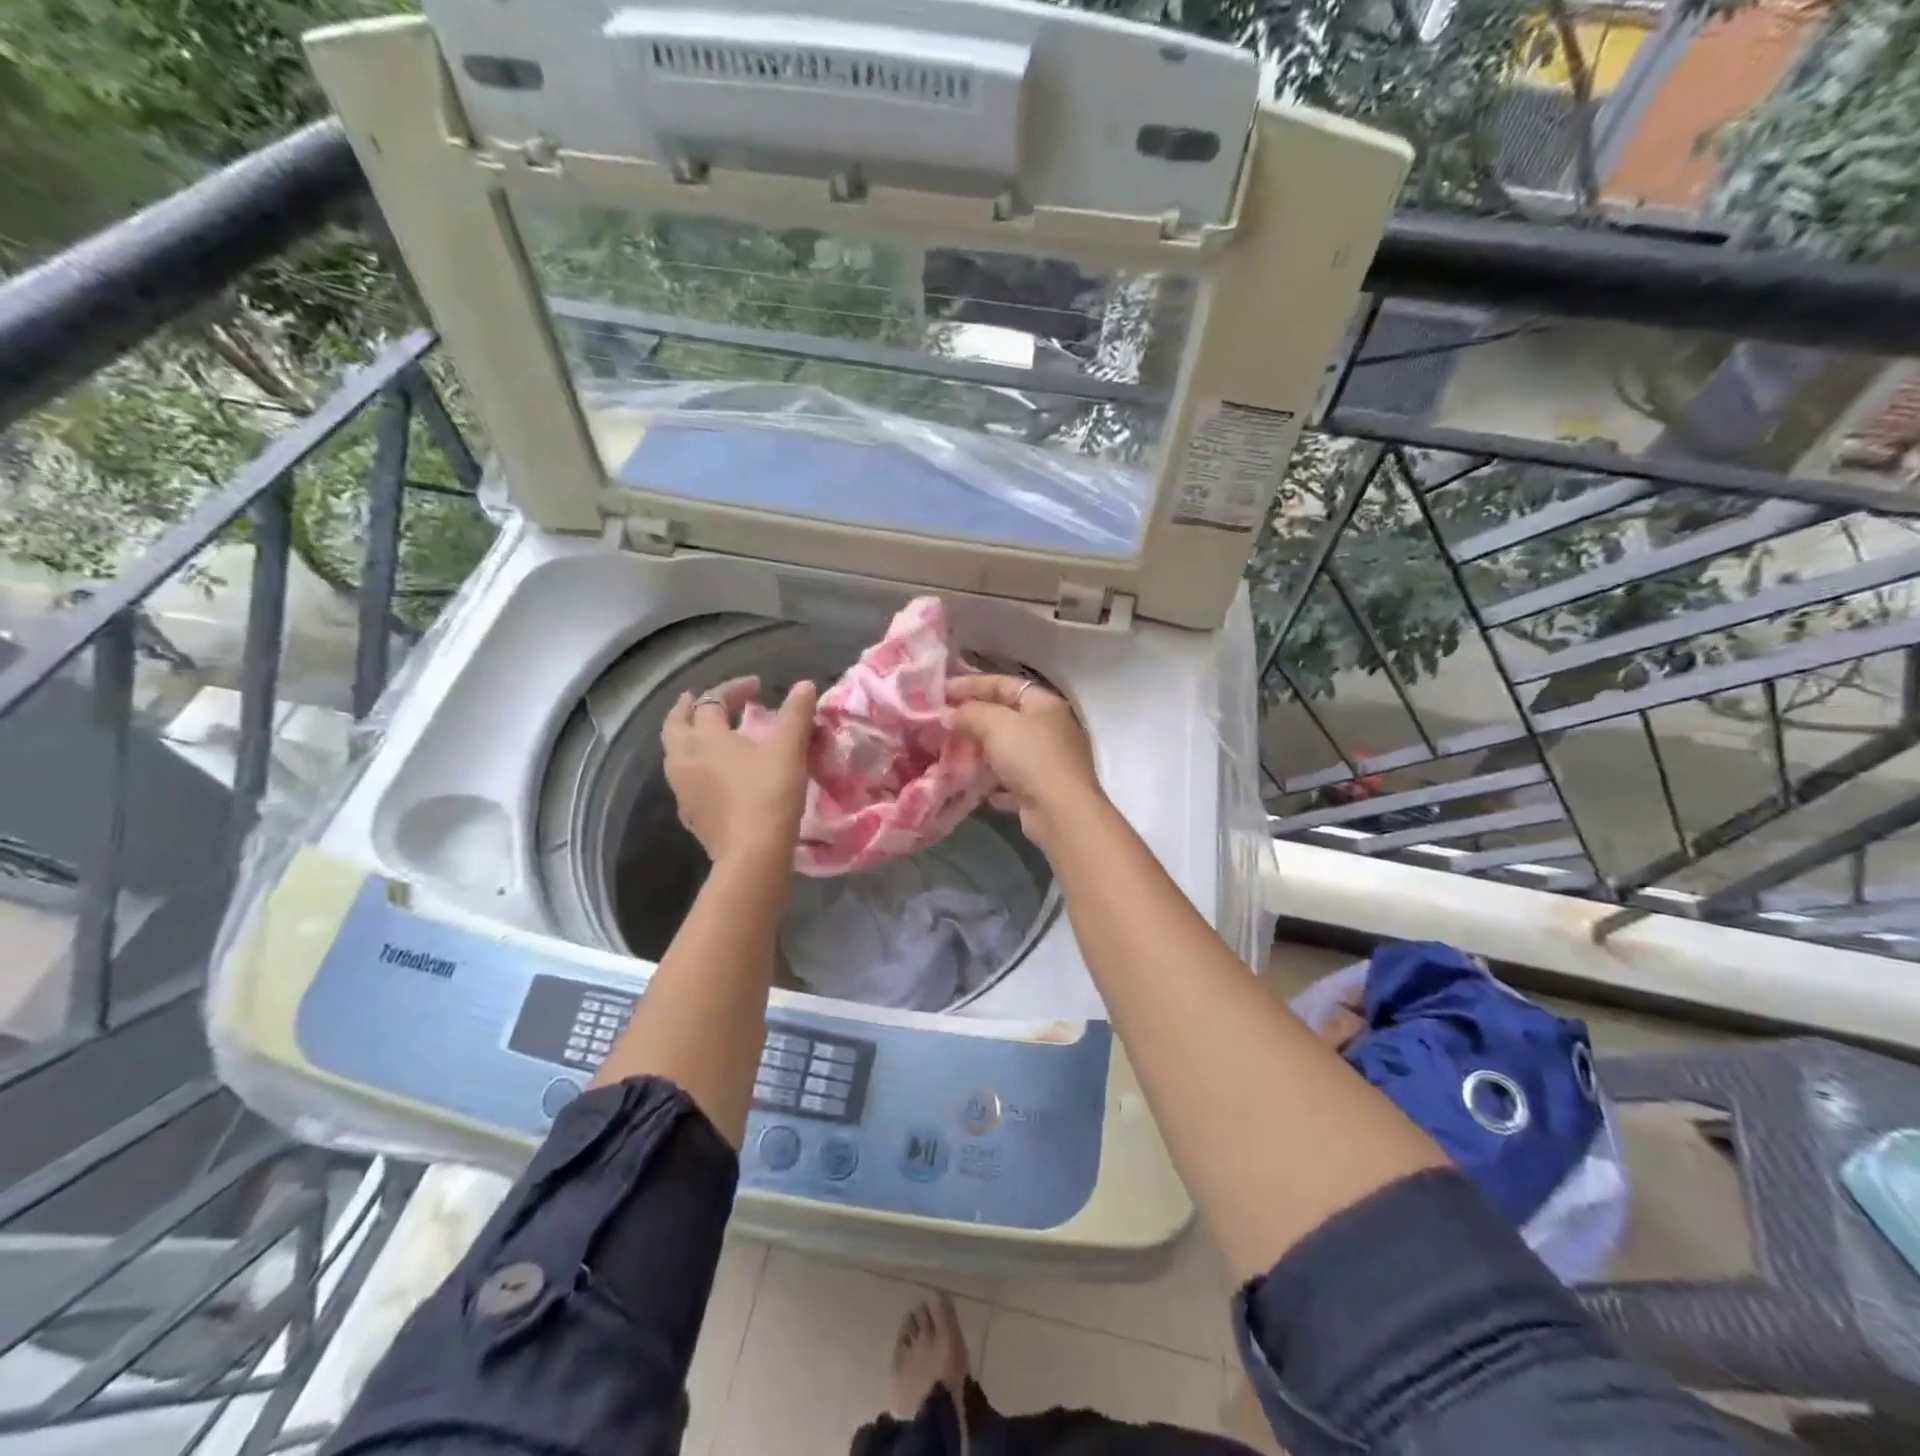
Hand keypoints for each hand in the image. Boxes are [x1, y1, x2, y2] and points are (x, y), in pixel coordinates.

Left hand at [662, 676, 816, 866]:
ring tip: (708, 736)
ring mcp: (682, 789)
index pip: (712, 700)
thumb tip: (804, 685)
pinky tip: (713, 775)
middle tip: (704, 700)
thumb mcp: (789, 749)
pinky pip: (684, 780)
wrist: (752, 853)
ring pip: (675, 753)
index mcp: (705, 737)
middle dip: (689, 707)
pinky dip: (695, 767)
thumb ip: (796, 714)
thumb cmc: (769, 794)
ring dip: (688, 737)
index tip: (758, 687)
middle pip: (675, 724)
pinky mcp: (689, 814)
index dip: (734, 688)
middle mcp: (684, 758)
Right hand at [947, 675, 1102, 849]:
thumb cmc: (1031, 757)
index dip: (971, 683)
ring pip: (1007, 749)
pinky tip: (971, 783)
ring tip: (950, 752)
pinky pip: (1010, 779)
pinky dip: (991, 780)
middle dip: (973, 719)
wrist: (1060, 812)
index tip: (941, 690)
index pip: (1004, 684)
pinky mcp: (1040, 790)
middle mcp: (1050, 729)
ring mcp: (1047, 761)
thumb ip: (969, 713)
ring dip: (980, 751)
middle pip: (1005, 716)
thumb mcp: (996, 725)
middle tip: (941, 721)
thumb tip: (946, 713)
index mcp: (1044, 704)